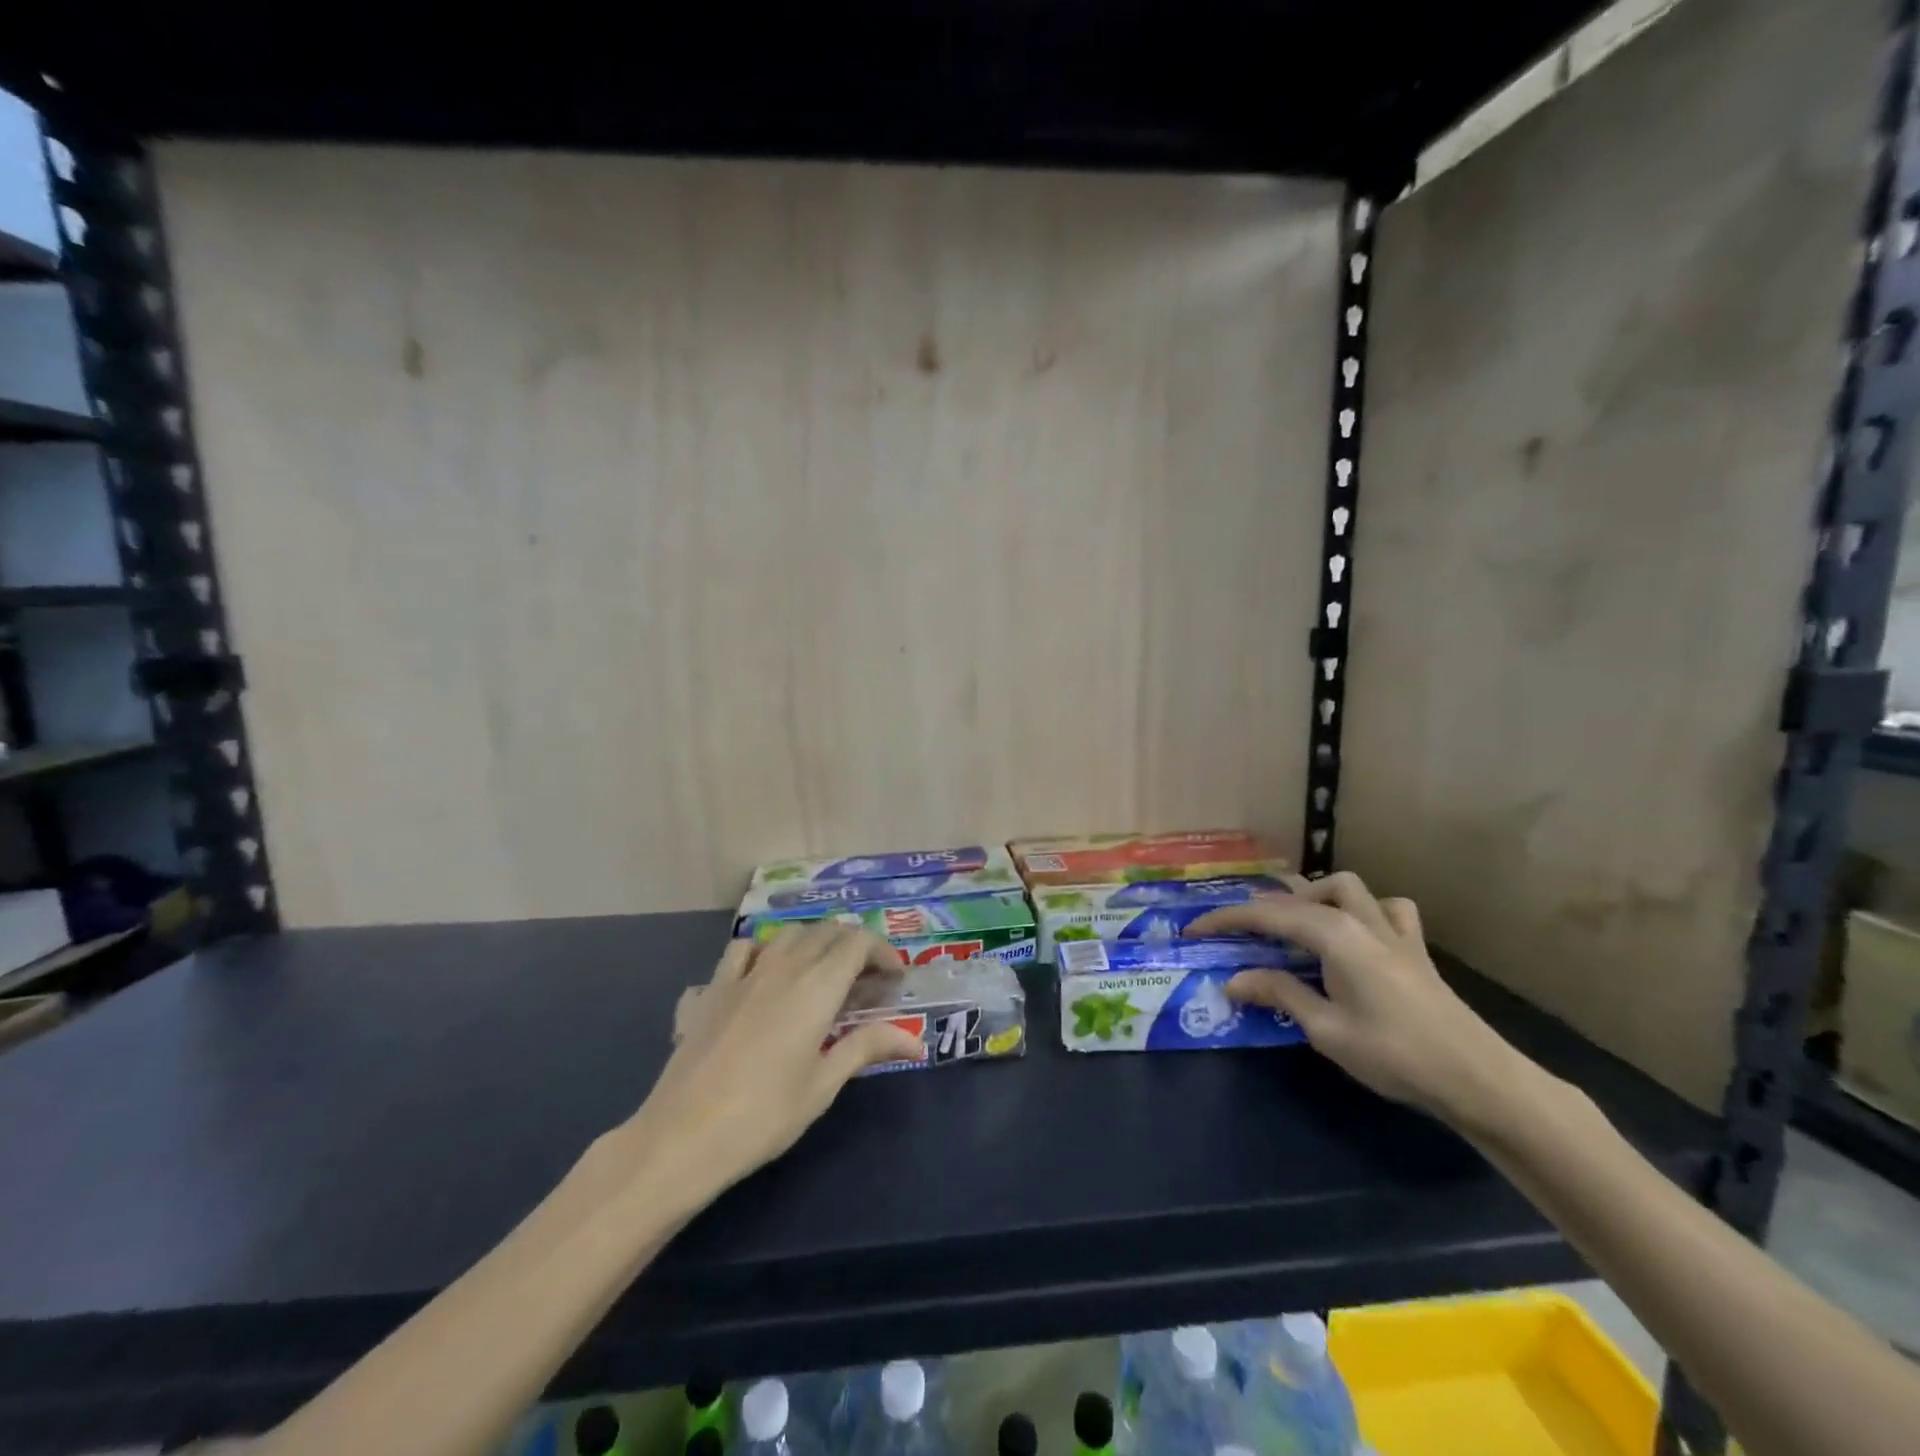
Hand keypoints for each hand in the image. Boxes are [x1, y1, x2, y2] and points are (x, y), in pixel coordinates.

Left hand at [621, 924, 921, 1202]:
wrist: (682, 1136)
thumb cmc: (764, 1115)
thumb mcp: (823, 1084)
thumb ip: (867, 1048)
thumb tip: (916, 1040)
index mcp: (816, 986)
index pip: (858, 942)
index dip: (882, 951)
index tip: (894, 980)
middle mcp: (782, 966)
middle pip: (826, 931)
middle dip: (853, 946)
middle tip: (866, 981)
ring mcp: (742, 974)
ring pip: (786, 934)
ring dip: (812, 942)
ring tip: (821, 974)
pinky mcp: (711, 990)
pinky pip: (740, 951)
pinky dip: (761, 952)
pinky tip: (762, 978)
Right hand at [1187, 872, 1534, 1130]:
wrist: (1477, 1077)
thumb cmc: (1394, 1053)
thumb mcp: (1326, 1029)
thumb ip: (1280, 994)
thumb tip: (1233, 979)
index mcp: (1334, 935)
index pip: (1267, 916)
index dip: (1226, 920)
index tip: (1194, 929)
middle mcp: (1360, 920)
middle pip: (1301, 896)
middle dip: (1264, 907)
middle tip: (1240, 932)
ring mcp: (1392, 931)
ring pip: (1347, 888)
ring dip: (1315, 896)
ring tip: (1296, 923)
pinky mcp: (1415, 948)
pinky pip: (1389, 910)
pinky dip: (1366, 910)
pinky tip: (1358, 931)